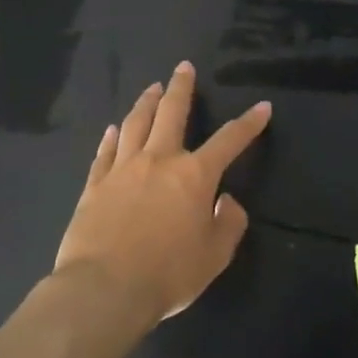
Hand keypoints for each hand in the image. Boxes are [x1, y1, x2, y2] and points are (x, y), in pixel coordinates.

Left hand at [53, 61, 270, 331]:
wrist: (104, 290)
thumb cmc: (168, 274)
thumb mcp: (216, 255)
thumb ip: (229, 223)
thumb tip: (225, 201)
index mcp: (195, 176)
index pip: (229, 141)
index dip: (249, 123)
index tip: (263, 107)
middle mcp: (159, 161)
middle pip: (172, 113)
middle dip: (182, 88)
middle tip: (184, 68)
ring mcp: (122, 170)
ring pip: (135, 124)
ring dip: (146, 102)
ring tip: (152, 88)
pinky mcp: (94, 185)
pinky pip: (105, 152)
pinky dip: (111, 137)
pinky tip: (113, 128)